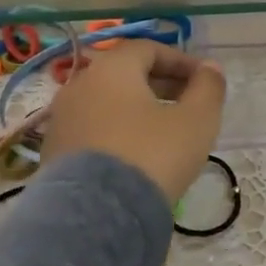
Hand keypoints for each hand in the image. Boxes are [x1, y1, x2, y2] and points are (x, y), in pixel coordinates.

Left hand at [41, 39, 226, 201]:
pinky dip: (118, 132)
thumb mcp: (196, 120)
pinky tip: (138, 155)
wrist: (95, 217)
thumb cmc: (153, 155)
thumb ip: (208, 87)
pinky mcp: (54, 153)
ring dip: (140, 109)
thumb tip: (211, 68)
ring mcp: (62, 120)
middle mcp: (79, 85)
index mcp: (111, 69)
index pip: (149, 49)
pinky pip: (94, 129)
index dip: (182, 61)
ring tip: (166, 132)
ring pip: (108, 103)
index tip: (206, 81)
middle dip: (162, 85)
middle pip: (126, 74)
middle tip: (190, 105)